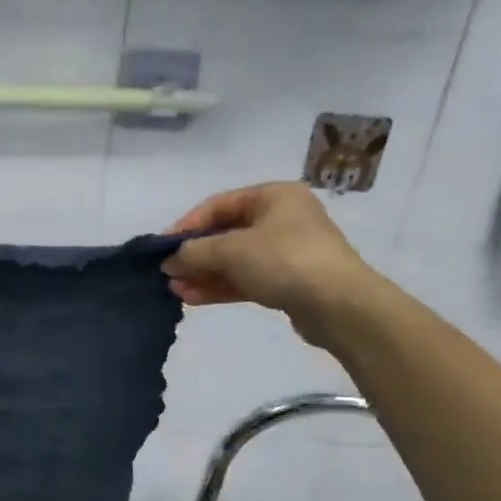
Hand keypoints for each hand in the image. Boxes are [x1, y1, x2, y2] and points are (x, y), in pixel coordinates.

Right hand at [161, 182, 379, 343]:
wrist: (337, 304)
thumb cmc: (283, 260)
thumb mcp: (230, 250)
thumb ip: (193, 252)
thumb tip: (168, 260)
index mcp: (273, 196)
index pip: (219, 205)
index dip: (188, 225)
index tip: (163, 247)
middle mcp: (281, 218)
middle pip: (226, 234)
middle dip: (194, 255)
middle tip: (167, 273)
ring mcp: (286, 251)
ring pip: (234, 260)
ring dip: (203, 274)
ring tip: (174, 290)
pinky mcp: (287, 281)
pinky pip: (246, 279)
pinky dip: (220, 286)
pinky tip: (193, 298)